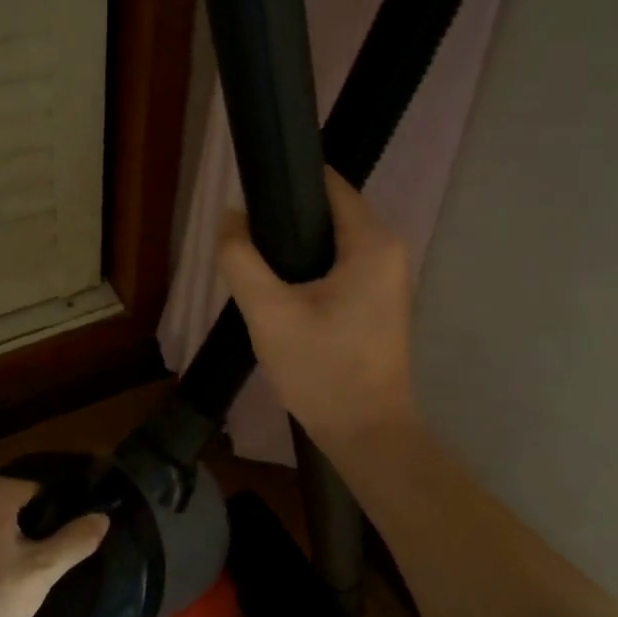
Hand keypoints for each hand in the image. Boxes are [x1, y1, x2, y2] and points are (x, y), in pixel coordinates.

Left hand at [0, 476, 109, 616]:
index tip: (65, 543)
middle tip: (42, 564)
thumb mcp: (40, 572)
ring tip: (15, 579)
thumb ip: (74, 541)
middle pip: (11, 506)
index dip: (57, 515)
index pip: (39, 490)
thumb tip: (102, 517)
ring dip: (2, 543)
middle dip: (28, 529)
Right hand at [217, 168, 419, 451]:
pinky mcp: (377, 300)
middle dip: (284, 219)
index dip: (286, 183)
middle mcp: (388, 250)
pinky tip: (279, 289)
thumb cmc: (322, 370)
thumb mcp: (268, 312)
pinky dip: (308, 268)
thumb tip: (229, 217)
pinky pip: (338, 265)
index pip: (327, 184)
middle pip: (328, 211)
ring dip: (293, 247)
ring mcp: (386, 277)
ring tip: (255, 262)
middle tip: (243, 239)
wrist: (365, 433)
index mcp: (372, 243)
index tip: (248, 193)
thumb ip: (241, 259)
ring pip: (330, 241)